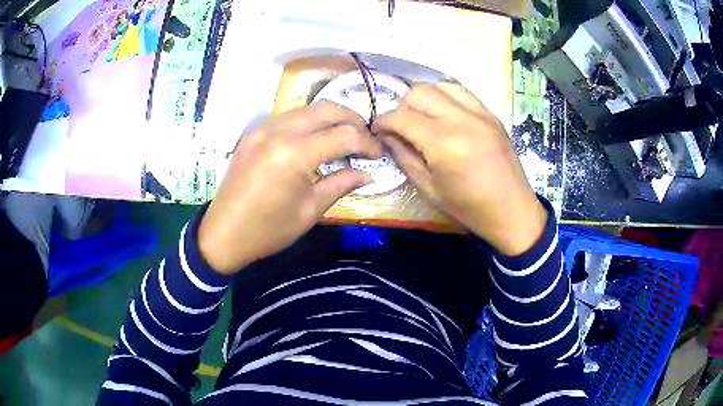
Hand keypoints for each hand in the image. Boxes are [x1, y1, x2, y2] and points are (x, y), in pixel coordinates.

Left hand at [198, 102, 381, 274]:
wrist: (223, 233)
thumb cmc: (268, 230)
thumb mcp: (309, 211)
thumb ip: (341, 184)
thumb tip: (367, 173)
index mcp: (294, 154)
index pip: (344, 135)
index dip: (367, 143)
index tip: (378, 155)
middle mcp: (279, 131)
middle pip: (327, 109)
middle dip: (353, 120)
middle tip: (365, 139)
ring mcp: (263, 127)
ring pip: (308, 108)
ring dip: (330, 118)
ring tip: (343, 137)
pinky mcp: (254, 131)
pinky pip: (289, 116)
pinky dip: (308, 122)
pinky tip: (314, 138)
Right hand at [372, 83, 546, 255]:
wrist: (511, 210)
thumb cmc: (468, 208)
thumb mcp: (428, 188)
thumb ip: (404, 157)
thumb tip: (387, 135)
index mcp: (443, 143)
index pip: (401, 116)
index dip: (383, 121)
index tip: (377, 129)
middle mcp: (461, 119)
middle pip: (419, 92)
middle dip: (402, 106)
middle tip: (401, 126)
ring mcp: (479, 113)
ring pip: (440, 85)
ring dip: (425, 98)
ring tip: (423, 117)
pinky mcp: (491, 114)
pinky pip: (462, 92)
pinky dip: (446, 97)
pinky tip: (445, 114)